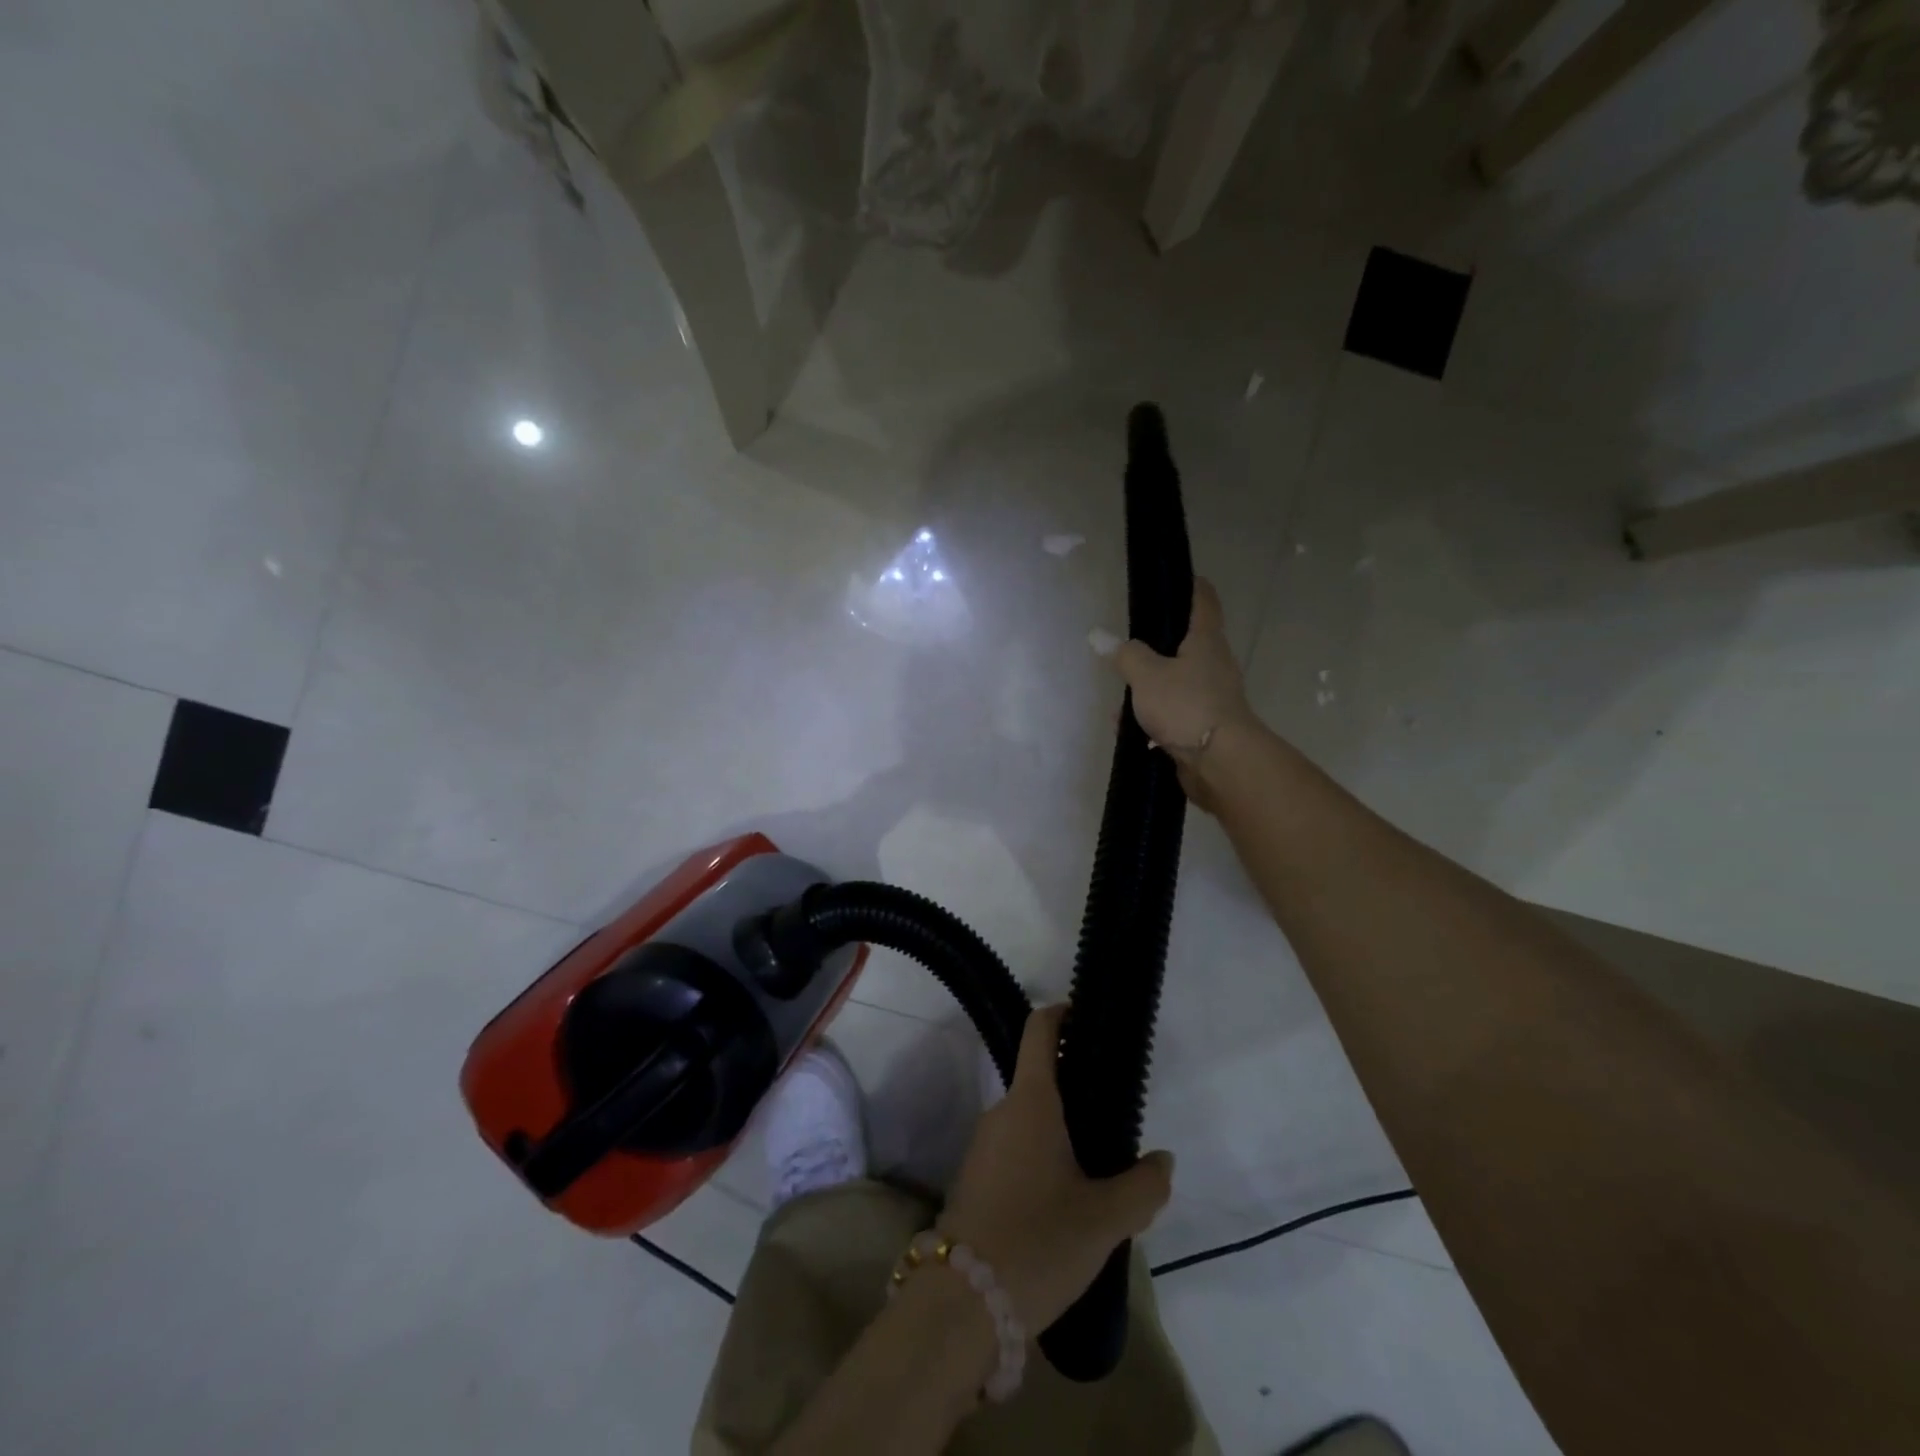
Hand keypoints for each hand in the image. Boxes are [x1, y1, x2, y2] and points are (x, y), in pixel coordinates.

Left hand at [938, 1005, 1173, 1333]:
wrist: (962, 1304)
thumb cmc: (1038, 1241)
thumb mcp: (1105, 1219)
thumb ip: (1143, 1186)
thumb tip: (1162, 1161)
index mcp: (1030, 1102)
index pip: (1039, 1032)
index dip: (1062, 1014)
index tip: (1086, 1015)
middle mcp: (1001, 1112)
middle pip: (1040, 1081)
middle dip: (1077, 1093)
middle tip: (1115, 1123)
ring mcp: (983, 1146)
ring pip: (1029, 1122)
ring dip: (1060, 1134)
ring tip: (1098, 1173)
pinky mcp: (974, 1180)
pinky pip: (1015, 1152)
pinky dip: (1041, 1160)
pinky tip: (1064, 1205)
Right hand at [1102, 577, 1255, 808]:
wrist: (1220, 763)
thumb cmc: (1186, 705)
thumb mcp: (1146, 674)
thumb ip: (1124, 655)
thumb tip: (1100, 637)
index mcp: (1205, 641)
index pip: (1203, 600)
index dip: (1191, 585)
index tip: (1177, 577)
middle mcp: (1213, 665)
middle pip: (1186, 645)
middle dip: (1156, 647)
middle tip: (1129, 646)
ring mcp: (1211, 697)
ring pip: (1174, 683)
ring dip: (1148, 689)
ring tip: (1119, 700)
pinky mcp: (1203, 727)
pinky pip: (1172, 714)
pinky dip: (1151, 719)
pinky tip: (1127, 730)